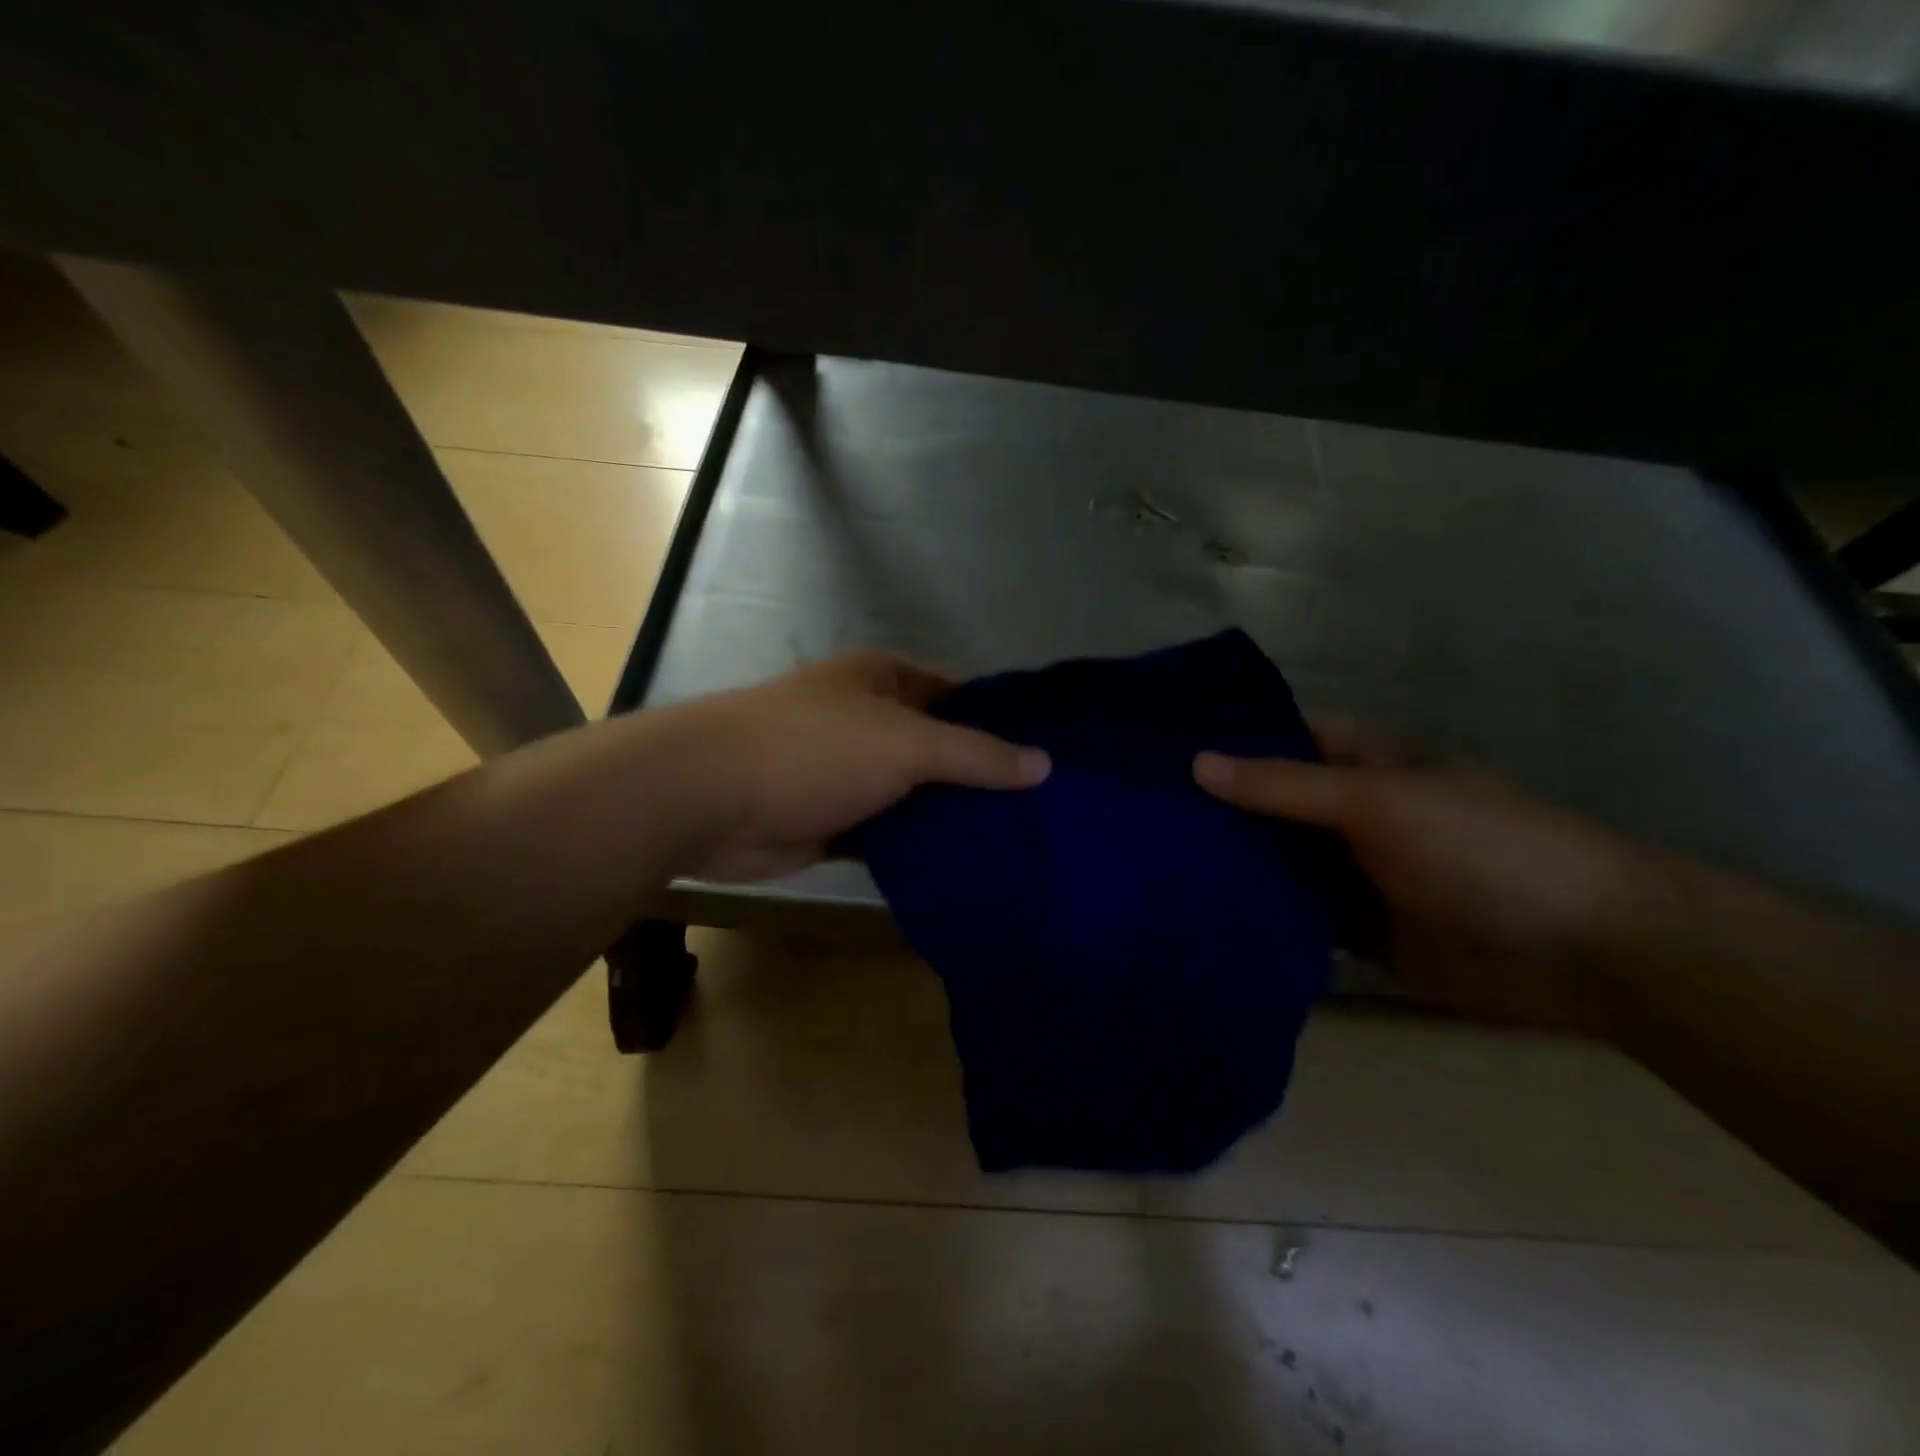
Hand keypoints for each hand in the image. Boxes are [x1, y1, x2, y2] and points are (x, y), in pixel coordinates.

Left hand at [653, 652, 1049, 880]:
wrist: (709, 798)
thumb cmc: (814, 748)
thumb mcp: (907, 742)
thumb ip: (976, 755)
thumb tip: (1044, 764)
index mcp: (885, 681)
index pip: (962, 695)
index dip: (1005, 722)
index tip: (1052, 757)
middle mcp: (870, 721)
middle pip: (941, 748)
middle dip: (984, 778)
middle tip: (1048, 814)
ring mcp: (851, 773)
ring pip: (917, 794)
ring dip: (953, 818)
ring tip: (1021, 846)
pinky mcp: (835, 822)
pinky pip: (891, 832)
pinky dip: (919, 847)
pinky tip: (966, 869)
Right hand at [1194, 721, 1646, 1024]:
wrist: (1580, 951)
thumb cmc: (1478, 847)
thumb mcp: (1377, 801)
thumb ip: (1285, 786)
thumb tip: (1196, 763)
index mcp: (1360, 764)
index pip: (1280, 736)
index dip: (1226, 735)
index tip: (1157, 745)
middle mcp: (1348, 812)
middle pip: (1269, 801)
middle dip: (1214, 805)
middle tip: (1134, 810)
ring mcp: (1350, 871)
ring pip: (1276, 860)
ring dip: (1229, 862)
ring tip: (1149, 861)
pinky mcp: (1353, 929)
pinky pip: (1294, 916)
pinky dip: (1257, 915)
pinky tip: (1199, 915)